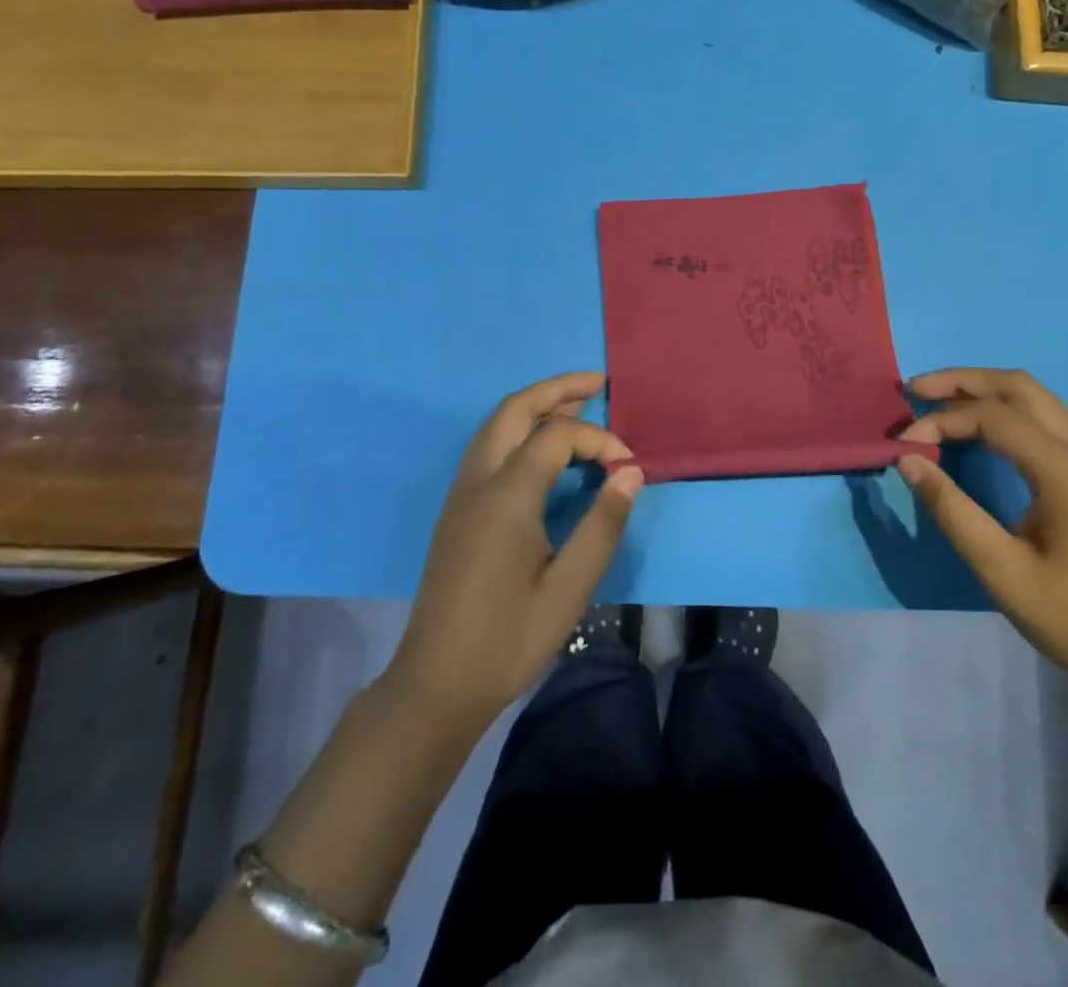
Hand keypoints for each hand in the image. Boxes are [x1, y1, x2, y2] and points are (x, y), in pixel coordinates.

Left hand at [388, 372, 643, 730]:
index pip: (557, 437)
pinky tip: (543, 448)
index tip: (628, 468)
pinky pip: (488, 446)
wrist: (436, 683)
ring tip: (577, 404)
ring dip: (535, 406)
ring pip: (496, 424)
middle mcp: (479, 481)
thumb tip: (631, 473)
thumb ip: (603, 526)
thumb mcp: (569, 589)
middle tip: (599, 384)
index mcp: (507, 495)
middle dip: (557, 389)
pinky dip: (519, 429)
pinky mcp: (457, 509)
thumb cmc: (508, 640)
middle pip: (515, 409)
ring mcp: (461, 493)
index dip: (599, 441)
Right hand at [897, 368, 1067, 708]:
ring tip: (940, 402)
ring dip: (986, 392)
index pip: (992, 416)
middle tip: (916, 390)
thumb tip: (907, 459)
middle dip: (964, 380)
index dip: (941, 421)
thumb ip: (951, 509)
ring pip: (1037, 400)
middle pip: (1020, 387)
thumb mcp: (1001, 570)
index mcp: (1065, 470)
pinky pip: (1046, 423)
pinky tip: (982, 433)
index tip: (902, 445)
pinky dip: (1006, 412)